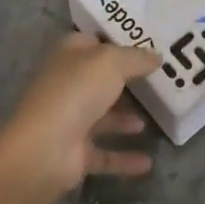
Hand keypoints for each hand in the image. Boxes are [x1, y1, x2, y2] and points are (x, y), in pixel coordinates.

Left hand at [0, 34, 159, 198]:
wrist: (45, 149)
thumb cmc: (76, 92)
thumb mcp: (111, 63)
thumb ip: (136, 58)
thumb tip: (157, 56)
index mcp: (69, 56)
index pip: (93, 41)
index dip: (118, 41)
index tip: (147, 44)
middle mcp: (67, 84)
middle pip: (100, 79)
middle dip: (126, 81)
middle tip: (159, 81)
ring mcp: (69, 120)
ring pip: (102, 116)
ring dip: (124, 118)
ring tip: (153, 118)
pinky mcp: (74, 154)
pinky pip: (105, 154)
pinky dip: (124, 157)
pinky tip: (148, 162)